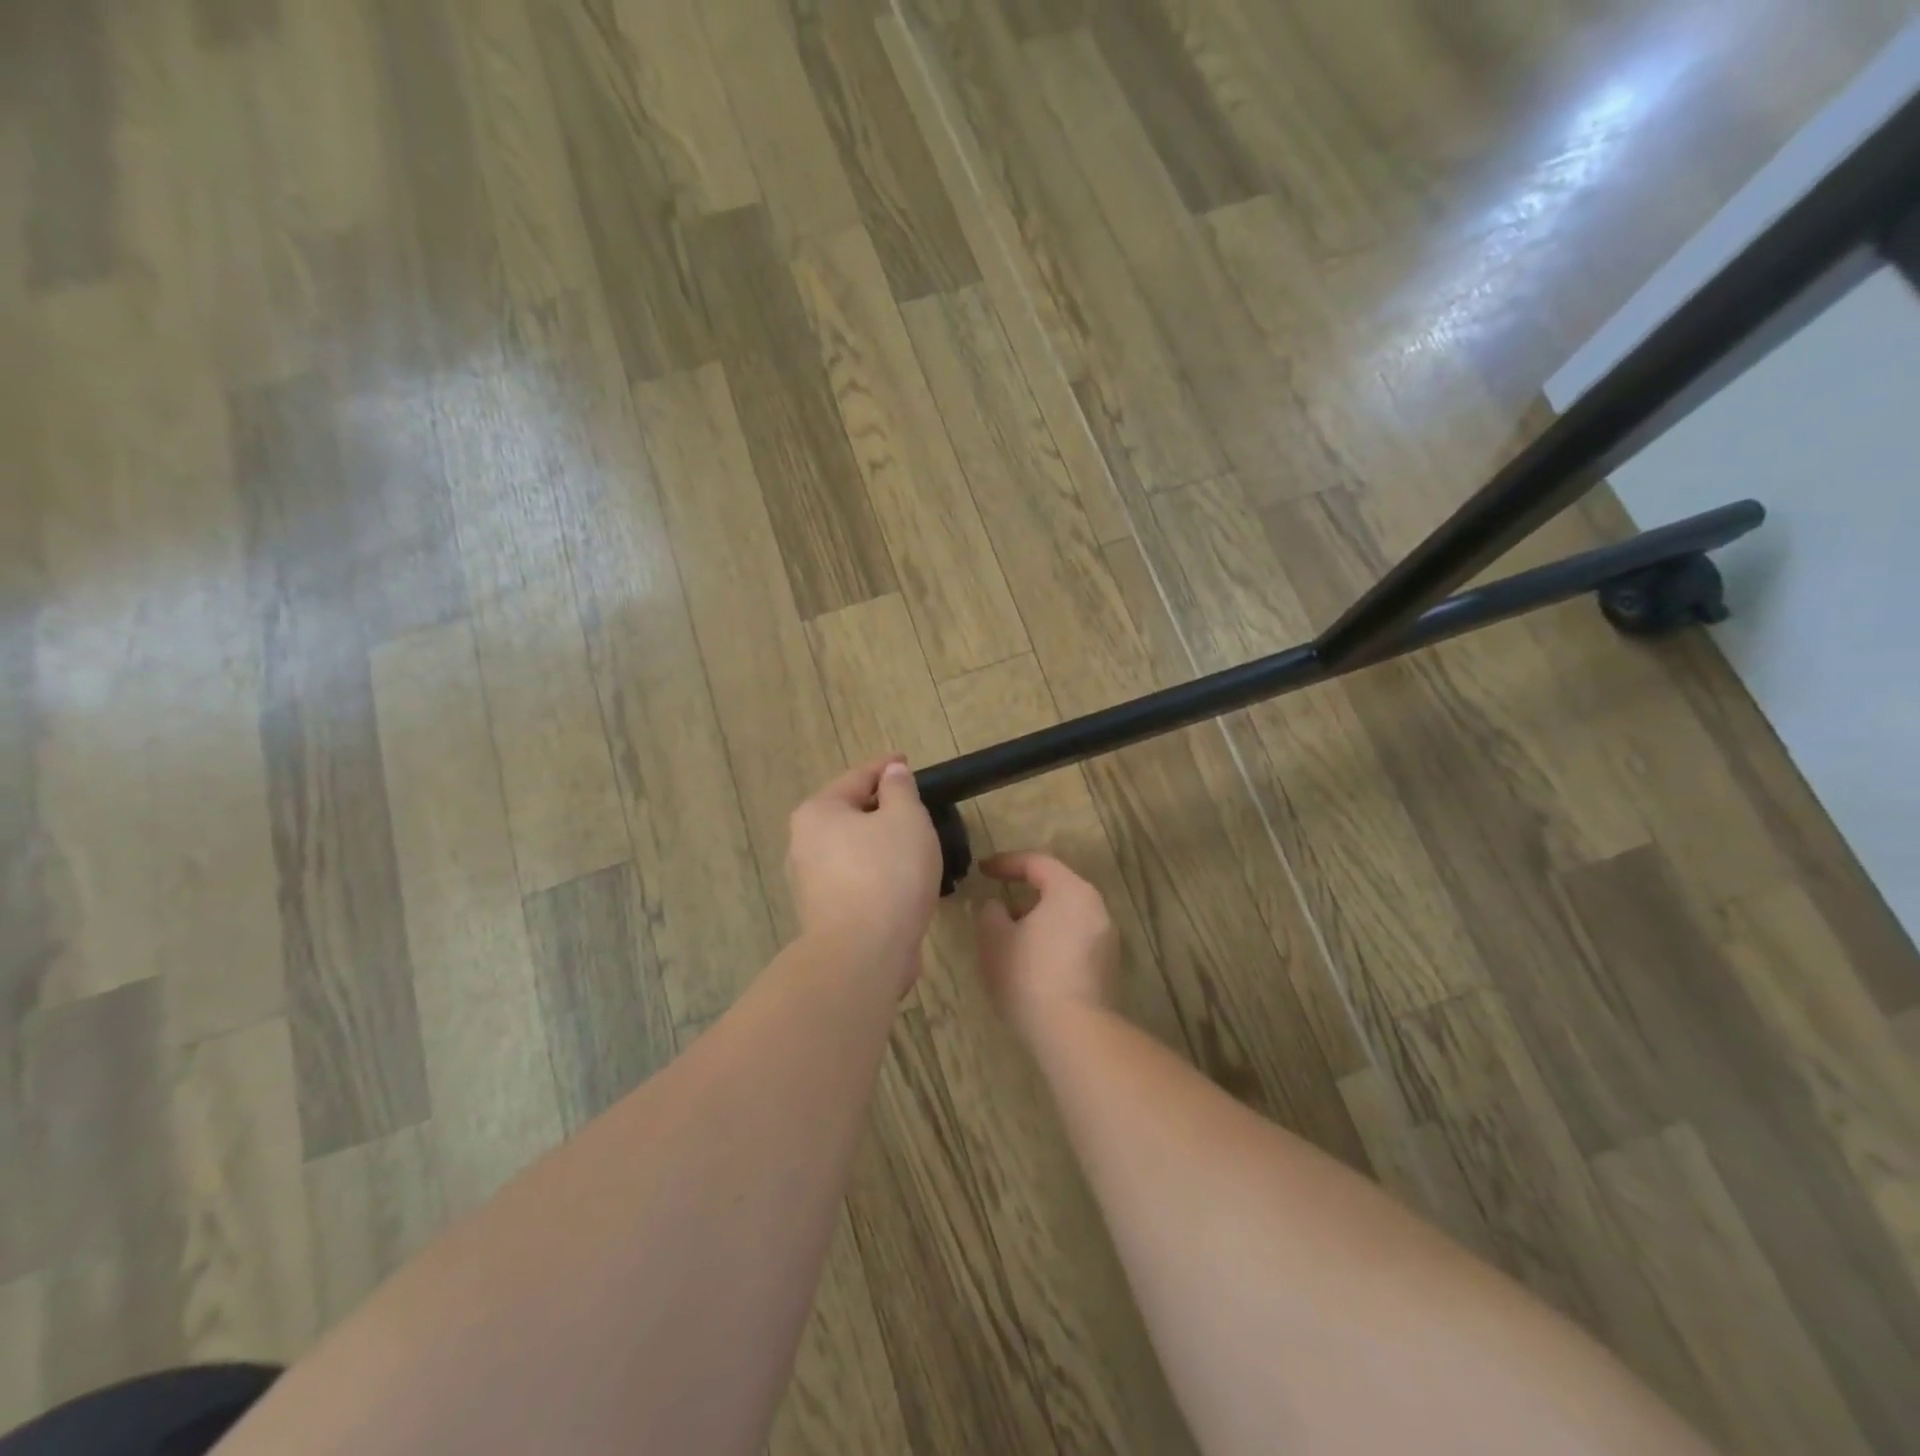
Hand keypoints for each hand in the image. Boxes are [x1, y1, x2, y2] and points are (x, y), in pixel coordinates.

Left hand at [786, 757, 940, 982]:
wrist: (863, 954)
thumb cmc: (887, 874)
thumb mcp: (906, 819)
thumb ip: (900, 790)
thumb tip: (891, 773)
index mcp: (818, 812)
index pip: (858, 777)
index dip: (887, 767)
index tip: (908, 762)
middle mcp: (804, 843)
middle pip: (851, 813)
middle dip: (883, 808)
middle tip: (917, 807)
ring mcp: (810, 881)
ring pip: (854, 849)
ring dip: (881, 844)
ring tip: (916, 845)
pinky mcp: (824, 912)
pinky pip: (856, 879)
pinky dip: (878, 873)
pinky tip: (903, 880)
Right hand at [974, 852, 1117, 1039]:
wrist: (1074, 1032)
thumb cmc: (1029, 975)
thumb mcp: (994, 938)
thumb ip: (990, 911)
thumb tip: (996, 905)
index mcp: (1070, 890)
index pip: (1036, 863)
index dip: (1005, 863)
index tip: (982, 871)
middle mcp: (1096, 907)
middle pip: (1056, 887)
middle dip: (1023, 893)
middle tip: (997, 905)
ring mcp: (1107, 937)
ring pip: (1067, 915)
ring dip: (1038, 919)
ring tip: (1011, 937)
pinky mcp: (1108, 966)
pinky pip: (1075, 938)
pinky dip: (1053, 939)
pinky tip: (1033, 962)